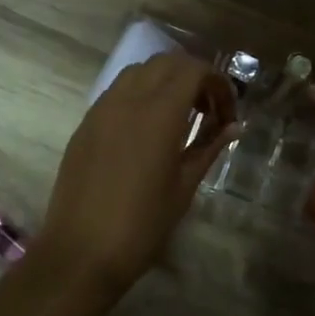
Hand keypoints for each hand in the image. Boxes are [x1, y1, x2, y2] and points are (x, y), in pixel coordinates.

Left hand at [35, 55, 236, 294]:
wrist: (81, 253)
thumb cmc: (142, 225)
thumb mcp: (184, 187)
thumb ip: (209, 147)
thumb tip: (233, 127)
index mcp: (159, 112)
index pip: (193, 70)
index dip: (217, 83)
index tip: (227, 114)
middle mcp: (128, 99)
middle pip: (166, 62)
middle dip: (193, 77)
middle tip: (208, 111)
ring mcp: (102, 108)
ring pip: (139, 71)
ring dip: (165, 81)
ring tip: (179, 116)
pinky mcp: (86, 123)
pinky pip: (117, 91)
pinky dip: (140, 94)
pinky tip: (148, 128)